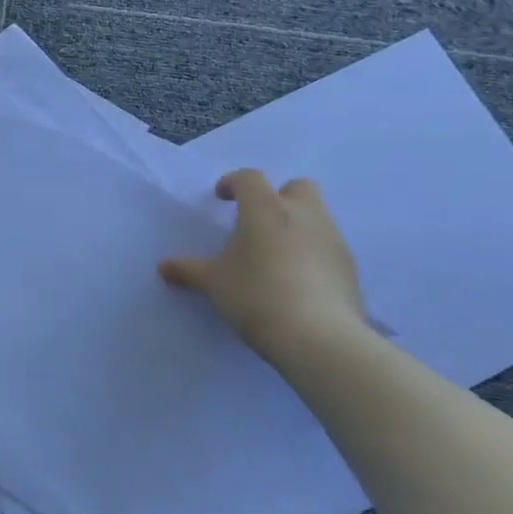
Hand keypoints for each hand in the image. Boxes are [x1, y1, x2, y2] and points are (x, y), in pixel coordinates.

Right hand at [159, 170, 370, 370]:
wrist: (318, 335)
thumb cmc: (256, 295)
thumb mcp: (213, 283)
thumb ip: (188, 270)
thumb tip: (163, 267)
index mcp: (265, 208)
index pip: (250, 178)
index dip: (233, 183)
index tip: (221, 197)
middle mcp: (303, 213)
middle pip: (296, 187)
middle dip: (278, 196)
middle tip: (258, 221)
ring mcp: (332, 238)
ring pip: (316, 215)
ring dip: (297, 224)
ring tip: (276, 255)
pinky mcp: (349, 265)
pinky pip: (328, 246)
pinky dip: (312, 252)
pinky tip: (298, 280)